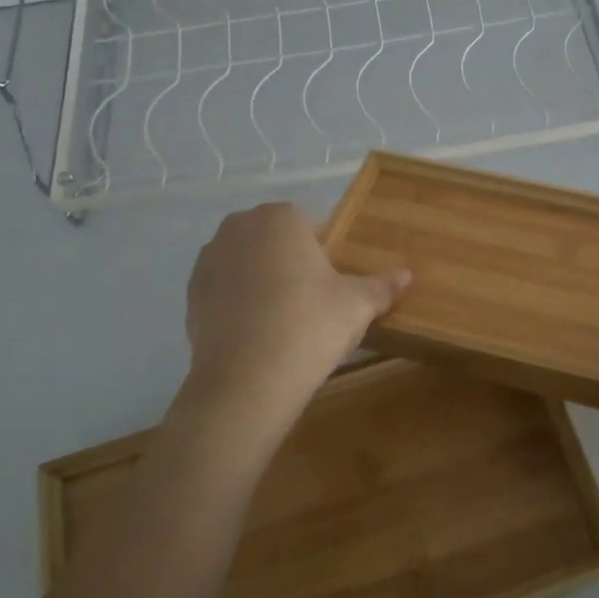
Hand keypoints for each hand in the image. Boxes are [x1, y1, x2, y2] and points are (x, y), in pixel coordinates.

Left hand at [173, 203, 408, 437]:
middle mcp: (239, 227)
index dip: (323, 251)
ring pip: (246, 261)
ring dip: (261, 279)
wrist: (247, 379)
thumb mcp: (357, 305)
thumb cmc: (310, 325)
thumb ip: (382, 286)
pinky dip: (238, 302)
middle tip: (311, 300)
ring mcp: (210, 259)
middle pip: (274, 239)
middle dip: (290, 260)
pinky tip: (256, 332)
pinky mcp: (192, 292)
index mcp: (280, 218)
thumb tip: (407, 274)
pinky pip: (224, 288)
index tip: (332, 283)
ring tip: (282, 319)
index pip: (308, 223)